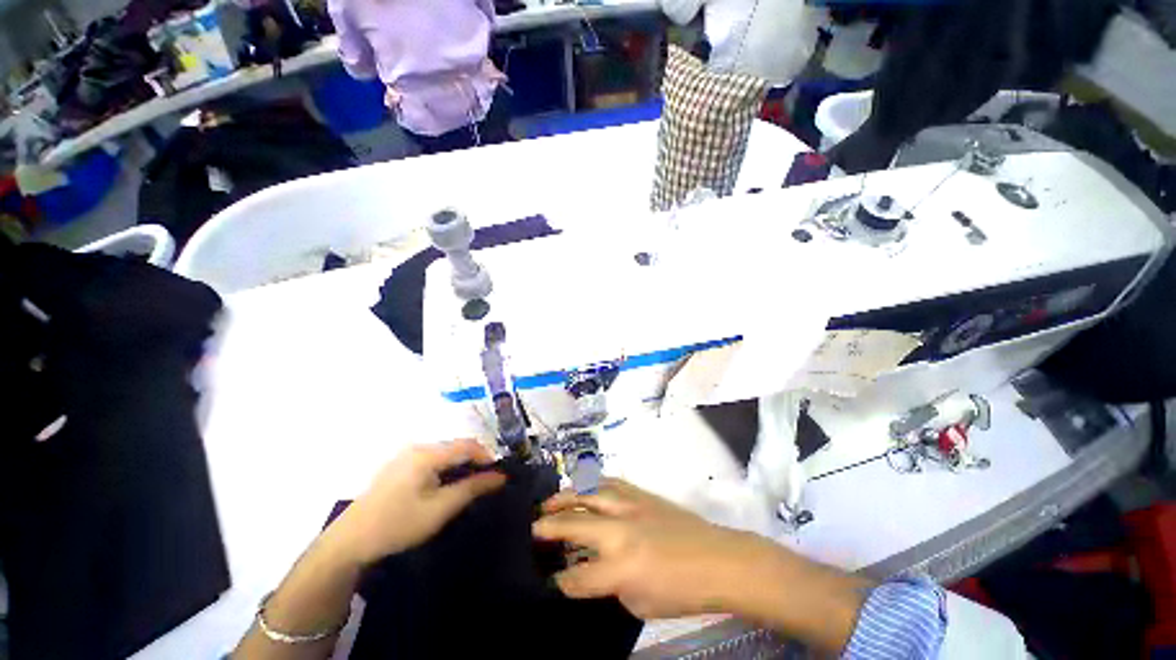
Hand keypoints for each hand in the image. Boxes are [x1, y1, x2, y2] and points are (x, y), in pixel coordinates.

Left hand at [328, 439, 505, 567]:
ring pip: (443, 454)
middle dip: (474, 461)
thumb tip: (500, 476)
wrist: (349, 542)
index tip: (499, 474)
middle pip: (455, 447)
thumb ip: (472, 488)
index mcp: (427, 454)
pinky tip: (444, 487)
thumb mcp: (440, 509)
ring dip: (460, 465)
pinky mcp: (397, 466)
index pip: (467, 445)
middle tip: (485, 482)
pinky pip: (430, 460)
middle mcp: (417, 447)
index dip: (487, 456)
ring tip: (468, 486)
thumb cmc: (398, 524)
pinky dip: (445, 469)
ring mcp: (404, 456)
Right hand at [533, 478, 778, 619]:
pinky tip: (585, 487)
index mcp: (620, 566)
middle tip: (534, 525)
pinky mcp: (642, 493)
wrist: (717, 559)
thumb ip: (609, 585)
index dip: (560, 581)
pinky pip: (611, 483)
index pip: (577, 576)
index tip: (549, 580)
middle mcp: (620, 529)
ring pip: (590, 492)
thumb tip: (591, 571)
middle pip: (575, 521)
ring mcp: (631, 505)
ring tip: (551, 501)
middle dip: (550, 525)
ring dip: (567, 495)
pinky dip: (593, 484)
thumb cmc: (681, 590)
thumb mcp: (639, 603)